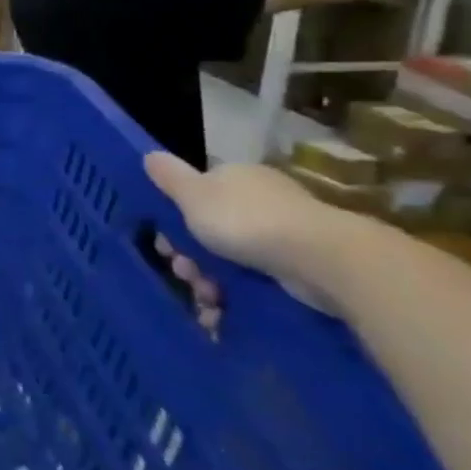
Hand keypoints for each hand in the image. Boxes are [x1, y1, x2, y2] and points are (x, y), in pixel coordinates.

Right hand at [143, 153, 348, 314]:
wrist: (321, 258)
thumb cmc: (246, 221)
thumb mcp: (193, 194)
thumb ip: (169, 177)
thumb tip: (149, 154)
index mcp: (234, 178)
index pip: (195, 195)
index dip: (173, 220)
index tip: (165, 244)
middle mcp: (259, 200)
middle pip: (209, 230)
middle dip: (190, 257)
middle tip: (186, 275)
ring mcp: (282, 234)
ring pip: (229, 259)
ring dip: (209, 283)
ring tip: (207, 301)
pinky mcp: (297, 266)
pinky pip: (254, 280)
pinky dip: (235, 297)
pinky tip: (223, 314)